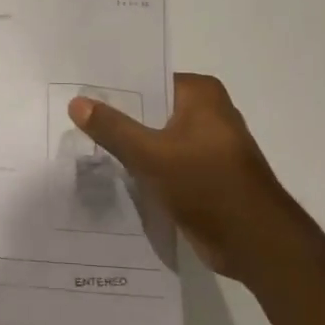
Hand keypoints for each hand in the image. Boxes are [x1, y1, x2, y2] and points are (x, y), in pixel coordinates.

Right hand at [69, 73, 295, 268]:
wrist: (255, 243)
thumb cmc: (207, 185)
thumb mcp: (151, 154)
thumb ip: (113, 128)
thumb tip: (77, 102)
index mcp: (201, 94)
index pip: (146, 80)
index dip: (111, 89)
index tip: (76, 95)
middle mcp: (206, 112)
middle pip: (149, 110)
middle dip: (115, 118)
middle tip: (70, 120)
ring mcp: (206, 145)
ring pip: (154, 138)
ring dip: (127, 146)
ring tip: (82, 145)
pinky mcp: (202, 174)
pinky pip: (162, 162)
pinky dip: (141, 167)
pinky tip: (109, 173)